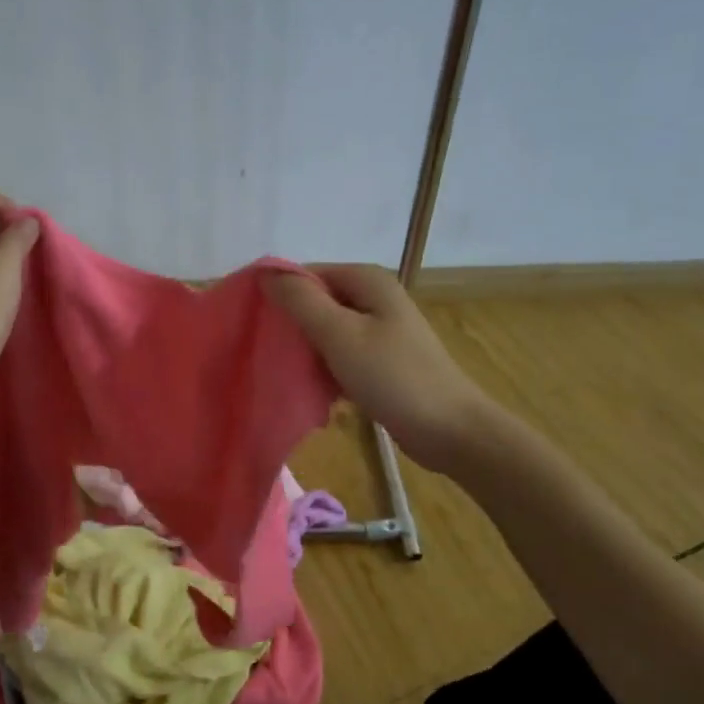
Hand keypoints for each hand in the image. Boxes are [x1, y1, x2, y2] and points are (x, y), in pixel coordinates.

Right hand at [268, 265, 494, 475]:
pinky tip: (314, 390)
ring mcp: (381, 330)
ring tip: (285, 372)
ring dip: (307, 350)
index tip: (253, 323)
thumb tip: (266, 274)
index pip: (308, 274)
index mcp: (368, 281)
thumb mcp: (340, 335)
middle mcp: (375, 298)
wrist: (449, 430)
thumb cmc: (393, 377)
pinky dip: (326, 369)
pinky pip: (341, 355)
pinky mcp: (382, 361)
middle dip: (292, 324)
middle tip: (267, 351)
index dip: (279, 294)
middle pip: (317, 302)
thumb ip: (301, 301)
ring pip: (327, 331)